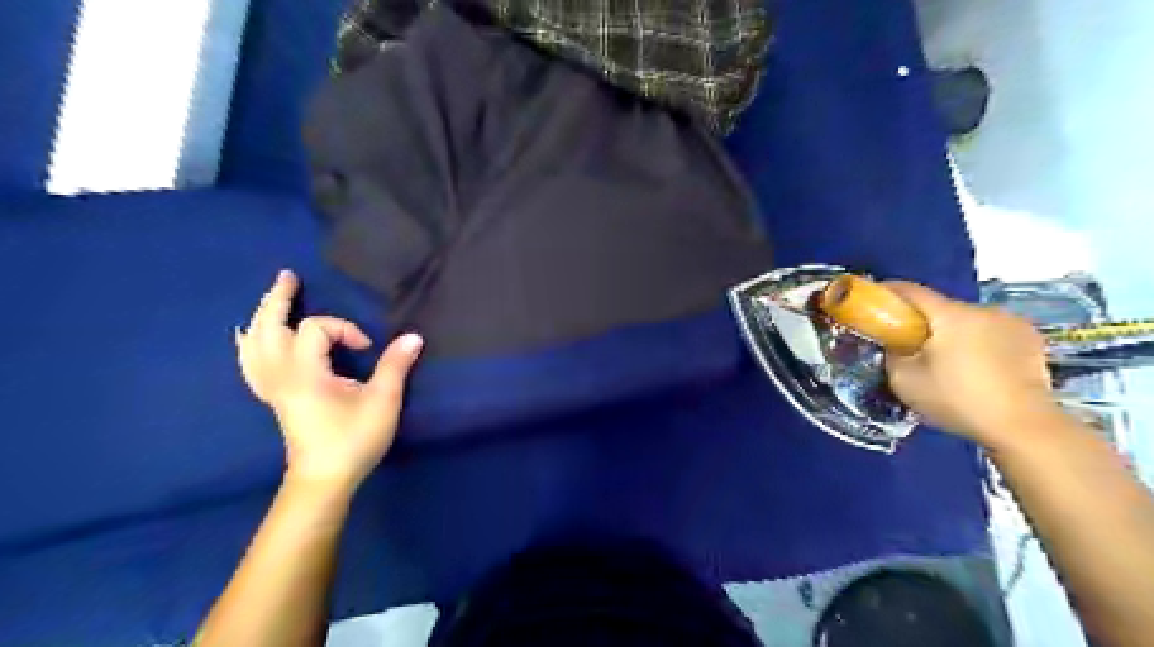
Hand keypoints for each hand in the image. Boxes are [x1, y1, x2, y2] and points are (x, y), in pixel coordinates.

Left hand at [237, 271, 422, 493]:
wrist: (324, 478)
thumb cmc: (354, 439)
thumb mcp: (382, 401)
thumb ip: (395, 366)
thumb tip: (414, 336)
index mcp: (305, 373)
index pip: (316, 329)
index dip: (345, 329)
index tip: (368, 348)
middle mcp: (280, 375)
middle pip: (269, 327)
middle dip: (278, 300)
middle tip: (288, 277)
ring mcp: (271, 387)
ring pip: (254, 344)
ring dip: (262, 317)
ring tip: (270, 298)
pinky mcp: (273, 397)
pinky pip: (250, 364)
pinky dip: (248, 345)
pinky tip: (247, 336)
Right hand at [880, 282, 1056, 448]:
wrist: (1024, 427)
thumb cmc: (957, 400)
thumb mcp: (904, 381)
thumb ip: (893, 355)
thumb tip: (897, 345)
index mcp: (950, 315)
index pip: (912, 291)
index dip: (888, 291)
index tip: (874, 298)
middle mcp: (983, 310)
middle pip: (941, 308)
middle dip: (922, 320)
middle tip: (908, 343)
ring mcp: (1012, 323)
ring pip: (968, 320)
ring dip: (952, 332)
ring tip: (945, 359)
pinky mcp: (1032, 340)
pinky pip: (992, 333)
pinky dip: (978, 342)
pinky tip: (975, 366)